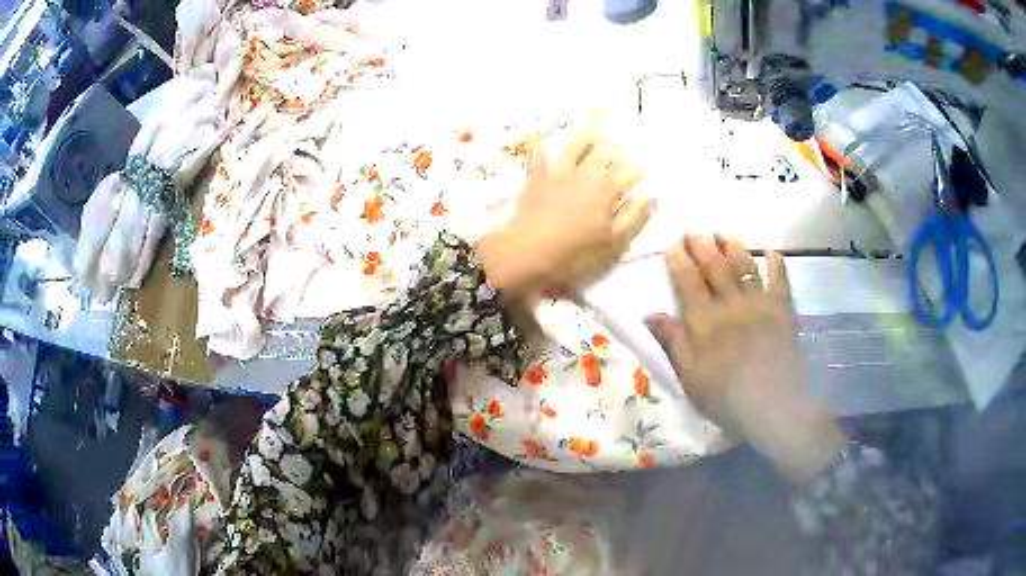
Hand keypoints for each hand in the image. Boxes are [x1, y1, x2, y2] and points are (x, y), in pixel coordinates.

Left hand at [477, 126, 650, 294]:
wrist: (532, 248)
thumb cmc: (578, 248)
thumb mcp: (614, 239)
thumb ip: (634, 216)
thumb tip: (650, 196)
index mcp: (607, 188)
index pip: (628, 173)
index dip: (636, 169)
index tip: (642, 165)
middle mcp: (586, 173)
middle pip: (604, 155)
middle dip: (614, 149)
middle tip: (620, 143)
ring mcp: (559, 172)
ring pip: (574, 148)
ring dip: (584, 137)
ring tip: (592, 129)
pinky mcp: (536, 177)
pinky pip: (537, 156)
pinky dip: (537, 145)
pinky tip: (535, 134)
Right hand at [645, 234, 845, 483]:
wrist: (773, 405)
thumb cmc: (725, 397)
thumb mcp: (689, 377)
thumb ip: (673, 342)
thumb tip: (650, 314)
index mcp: (704, 321)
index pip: (688, 282)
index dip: (679, 261)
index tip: (673, 245)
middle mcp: (730, 304)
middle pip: (715, 267)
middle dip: (702, 245)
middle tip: (694, 229)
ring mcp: (759, 303)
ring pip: (744, 266)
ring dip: (733, 246)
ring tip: (724, 233)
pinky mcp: (783, 309)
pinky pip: (779, 279)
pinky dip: (775, 263)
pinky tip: (771, 251)